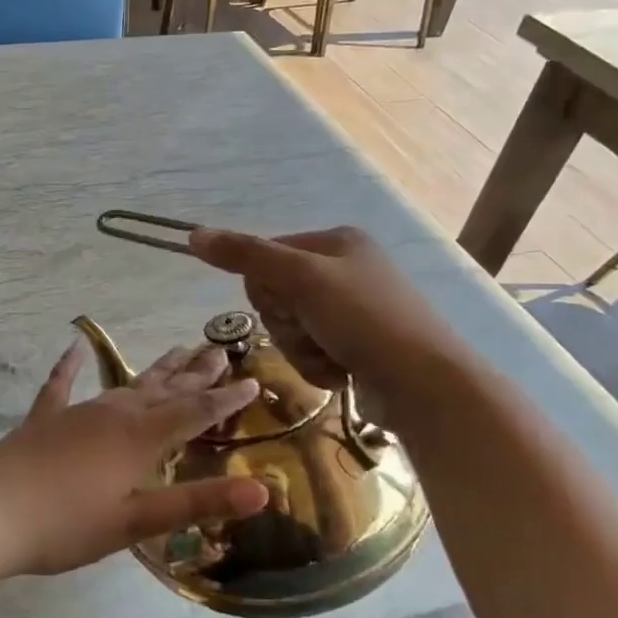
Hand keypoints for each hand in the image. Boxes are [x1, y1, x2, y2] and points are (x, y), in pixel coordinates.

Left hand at [0, 342, 267, 577]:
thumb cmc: (68, 525)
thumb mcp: (138, 522)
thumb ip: (198, 502)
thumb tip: (264, 490)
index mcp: (140, 438)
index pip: (195, 411)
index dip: (226, 398)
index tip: (253, 380)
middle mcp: (113, 414)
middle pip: (164, 389)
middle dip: (196, 373)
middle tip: (221, 350)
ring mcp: (76, 412)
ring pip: (126, 384)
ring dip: (155, 370)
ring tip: (177, 350)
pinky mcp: (44, 419)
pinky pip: (61, 385)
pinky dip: (70, 366)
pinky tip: (75, 346)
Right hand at [187, 225, 474, 413]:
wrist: (424, 384)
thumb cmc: (363, 319)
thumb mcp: (300, 279)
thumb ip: (246, 256)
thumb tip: (193, 233)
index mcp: (336, 241)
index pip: (265, 257)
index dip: (265, 288)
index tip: (287, 304)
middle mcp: (345, 270)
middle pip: (275, 296)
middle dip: (287, 324)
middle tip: (312, 332)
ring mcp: (353, 310)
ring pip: (290, 329)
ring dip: (301, 349)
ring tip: (332, 358)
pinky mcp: (358, 345)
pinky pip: (311, 351)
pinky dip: (319, 365)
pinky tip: (342, 372)